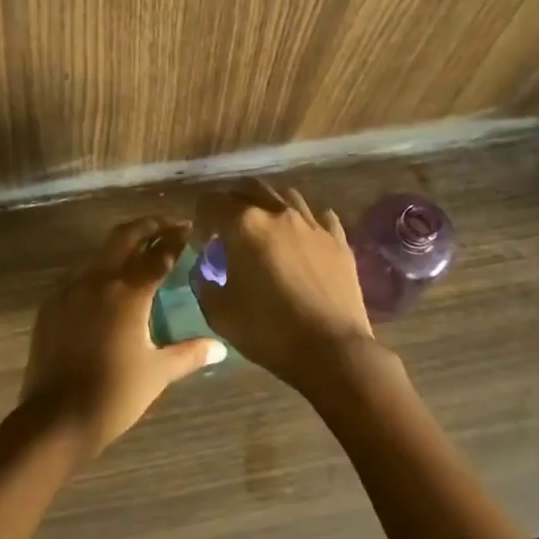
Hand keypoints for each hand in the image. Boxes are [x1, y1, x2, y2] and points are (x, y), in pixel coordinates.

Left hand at [19, 216, 227, 460]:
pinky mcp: (51, 305)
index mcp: (127, 291)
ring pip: (99, 253)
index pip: (158, 253)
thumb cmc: (114, 395)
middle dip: (148, 227)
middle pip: (124, 237)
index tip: (189, 228)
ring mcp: (69, 289)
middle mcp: (97, 280)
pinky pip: (80, 275)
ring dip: (122, 245)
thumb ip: (189, 354)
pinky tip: (108, 286)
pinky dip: (100, 269)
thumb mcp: (157, 373)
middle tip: (167, 226)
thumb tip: (220, 348)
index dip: (175, 237)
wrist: (55, 420)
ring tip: (141, 253)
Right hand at [191, 180, 380, 393]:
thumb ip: (203, 283)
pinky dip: (304, 222)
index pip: (212, 202)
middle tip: (228, 229)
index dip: (200, 219)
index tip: (203, 243)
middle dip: (232, 202)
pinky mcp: (338, 240)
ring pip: (285, 195)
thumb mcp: (219, 313)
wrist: (331, 350)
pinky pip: (319, 217)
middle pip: (249, 188)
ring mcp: (312, 223)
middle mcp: (278, 213)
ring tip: (265, 231)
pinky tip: (302, 239)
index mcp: (244, 225)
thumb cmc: (268, 331)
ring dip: (268, 206)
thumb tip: (204, 270)